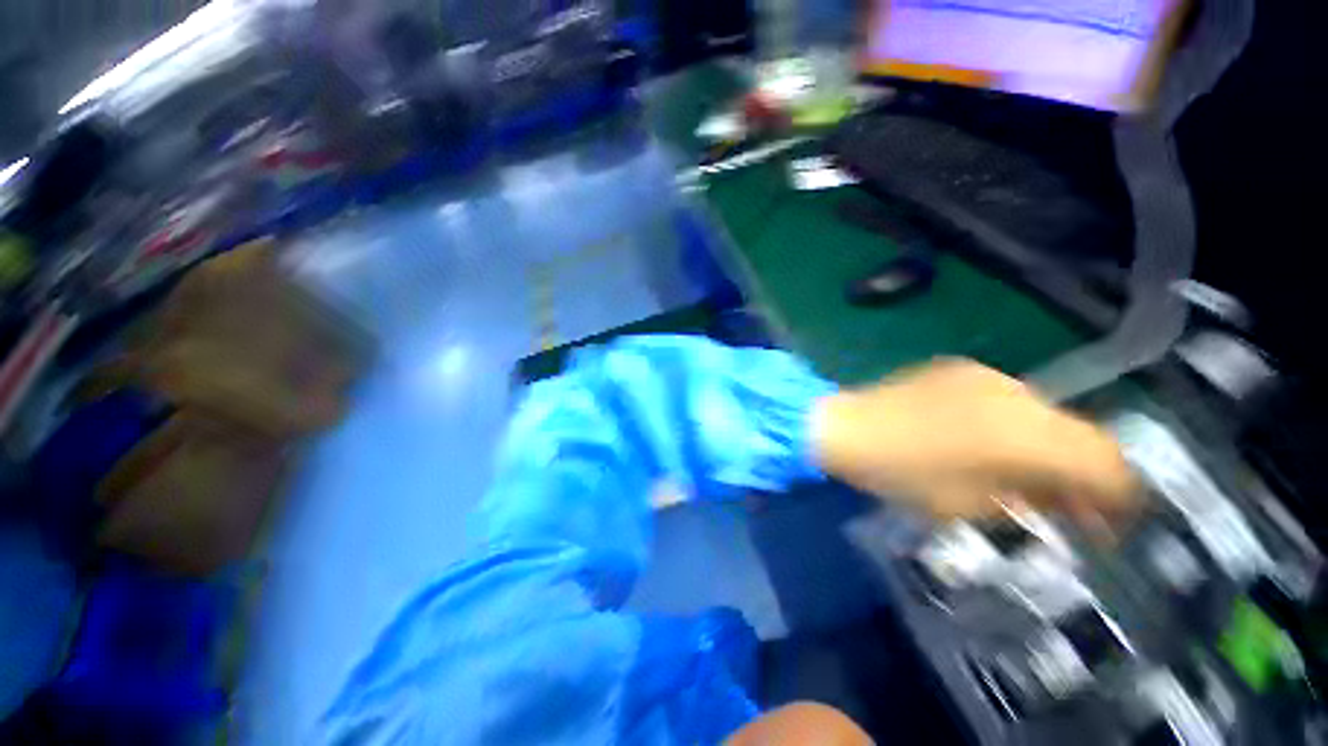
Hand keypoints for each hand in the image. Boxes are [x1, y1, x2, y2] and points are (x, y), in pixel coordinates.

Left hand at [811, 359, 1137, 526]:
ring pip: (1046, 415)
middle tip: (1070, 509)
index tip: (1108, 526)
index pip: (1107, 462)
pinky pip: (1008, 399)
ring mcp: (987, 375)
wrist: (846, 427)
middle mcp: (1017, 394)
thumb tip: (1064, 500)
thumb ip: (1030, 500)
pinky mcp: (960, 368)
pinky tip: (991, 444)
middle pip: (1081, 434)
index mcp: (1026, 435)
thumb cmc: (901, 474)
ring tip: (1028, 478)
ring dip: (1049, 449)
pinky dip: (1016, 426)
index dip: (1119, 497)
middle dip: (1085, 475)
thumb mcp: (970, 506)